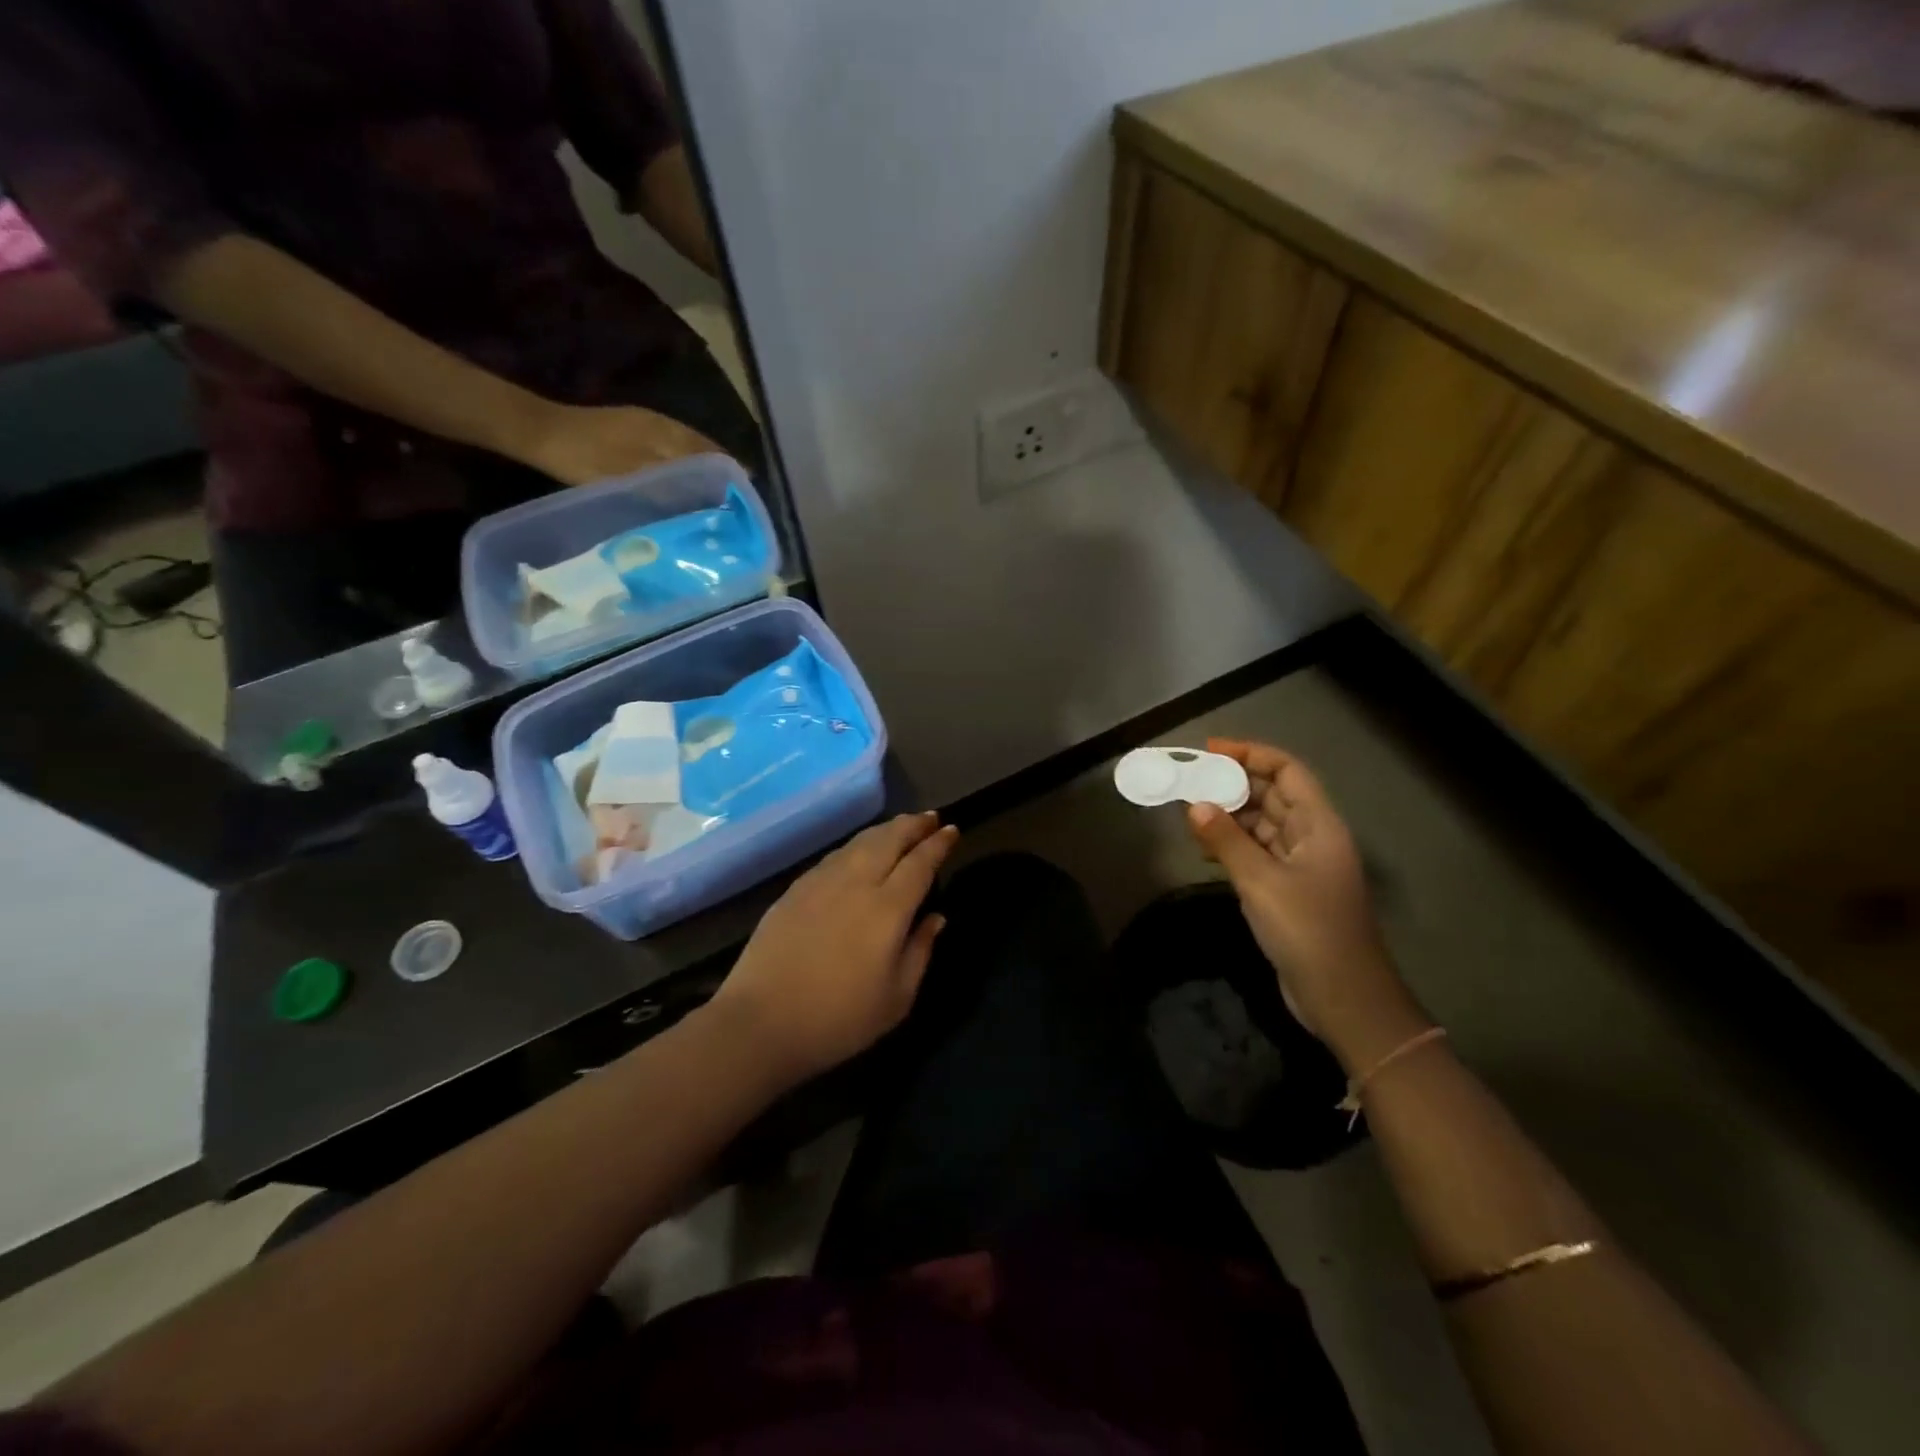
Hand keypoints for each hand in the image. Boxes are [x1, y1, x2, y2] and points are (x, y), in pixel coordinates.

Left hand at [517, 403, 721, 486]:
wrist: (539, 433)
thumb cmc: (588, 458)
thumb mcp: (635, 476)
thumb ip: (677, 482)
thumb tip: (715, 493)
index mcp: (668, 433)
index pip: (714, 453)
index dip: (733, 473)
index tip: (749, 494)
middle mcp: (663, 424)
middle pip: (704, 448)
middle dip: (723, 470)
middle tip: (736, 497)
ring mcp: (645, 424)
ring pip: (687, 447)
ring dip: (704, 467)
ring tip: (716, 492)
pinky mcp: (629, 431)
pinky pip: (670, 448)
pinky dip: (684, 464)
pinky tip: (682, 480)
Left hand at [706, 812, 960, 1084]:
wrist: (760, 1023)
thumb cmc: (838, 1019)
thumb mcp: (896, 999)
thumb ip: (920, 951)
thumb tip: (935, 918)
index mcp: (888, 908)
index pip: (920, 863)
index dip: (938, 844)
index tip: (952, 830)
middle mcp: (856, 883)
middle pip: (889, 839)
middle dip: (913, 825)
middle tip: (930, 818)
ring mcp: (821, 882)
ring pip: (860, 842)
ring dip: (885, 830)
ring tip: (900, 828)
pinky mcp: (795, 889)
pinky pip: (835, 855)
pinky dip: (856, 846)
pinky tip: (858, 852)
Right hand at [1185, 739, 1426, 1066]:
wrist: (1344, 999)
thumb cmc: (1308, 932)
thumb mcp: (1261, 882)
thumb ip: (1227, 841)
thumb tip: (1195, 805)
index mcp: (1320, 826)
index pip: (1287, 772)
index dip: (1251, 754)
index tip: (1210, 751)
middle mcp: (1313, 839)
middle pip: (1274, 795)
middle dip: (1233, 784)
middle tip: (1190, 782)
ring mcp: (1302, 866)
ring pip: (1263, 825)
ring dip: (1230, 816)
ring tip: (1190, 813)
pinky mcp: (1289, 891)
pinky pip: (1258, 854)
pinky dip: (1233, 846)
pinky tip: (1205, 849)